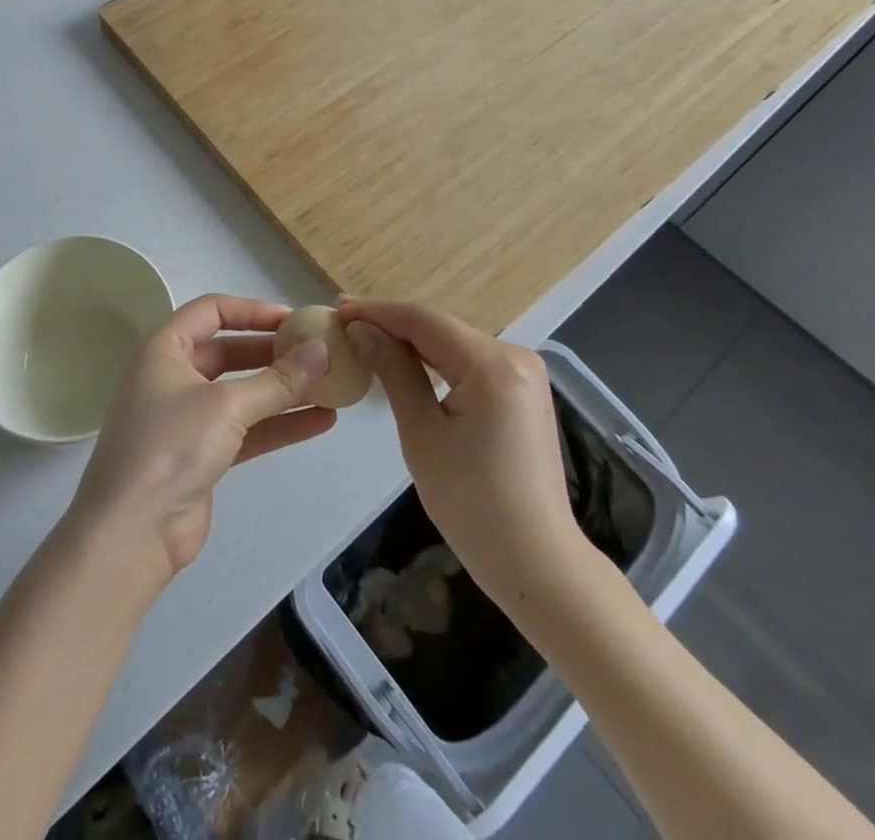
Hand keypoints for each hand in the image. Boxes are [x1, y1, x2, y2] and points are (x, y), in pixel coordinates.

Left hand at [65, 294, 336, 593]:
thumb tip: (321, 350)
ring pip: (241, 393)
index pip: (211, 311)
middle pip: (229, 351)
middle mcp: (172, 376)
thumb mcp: (227, 406)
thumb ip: (278, 379)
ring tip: (330, 386)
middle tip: (316, 352)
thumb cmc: (171, 447)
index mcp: (164, 349)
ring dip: (282, 390)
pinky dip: (278, 424)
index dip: (253, 311)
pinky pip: (246, 429)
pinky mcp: (201, 454)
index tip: (294, 320)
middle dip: (273, 352)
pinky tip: (320, 422)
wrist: (131, 534)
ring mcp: (186, 418)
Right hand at [338, 298, 584, 608]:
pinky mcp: (523, 395)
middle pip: (441, 329)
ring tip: (365, 337)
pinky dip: (436, 362)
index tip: (337, 309)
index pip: (424, 321)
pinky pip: (471, 365)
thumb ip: (394, 371)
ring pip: (454, 345)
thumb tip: (362, 330)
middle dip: (392, 325)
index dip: (377, 311)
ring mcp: (524, 375)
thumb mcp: (421, 433)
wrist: (537, 565)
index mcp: (493, 363)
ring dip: (412, 343)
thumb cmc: (472, 503)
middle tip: (344, 323)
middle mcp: (515, 356)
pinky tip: (406, 363)